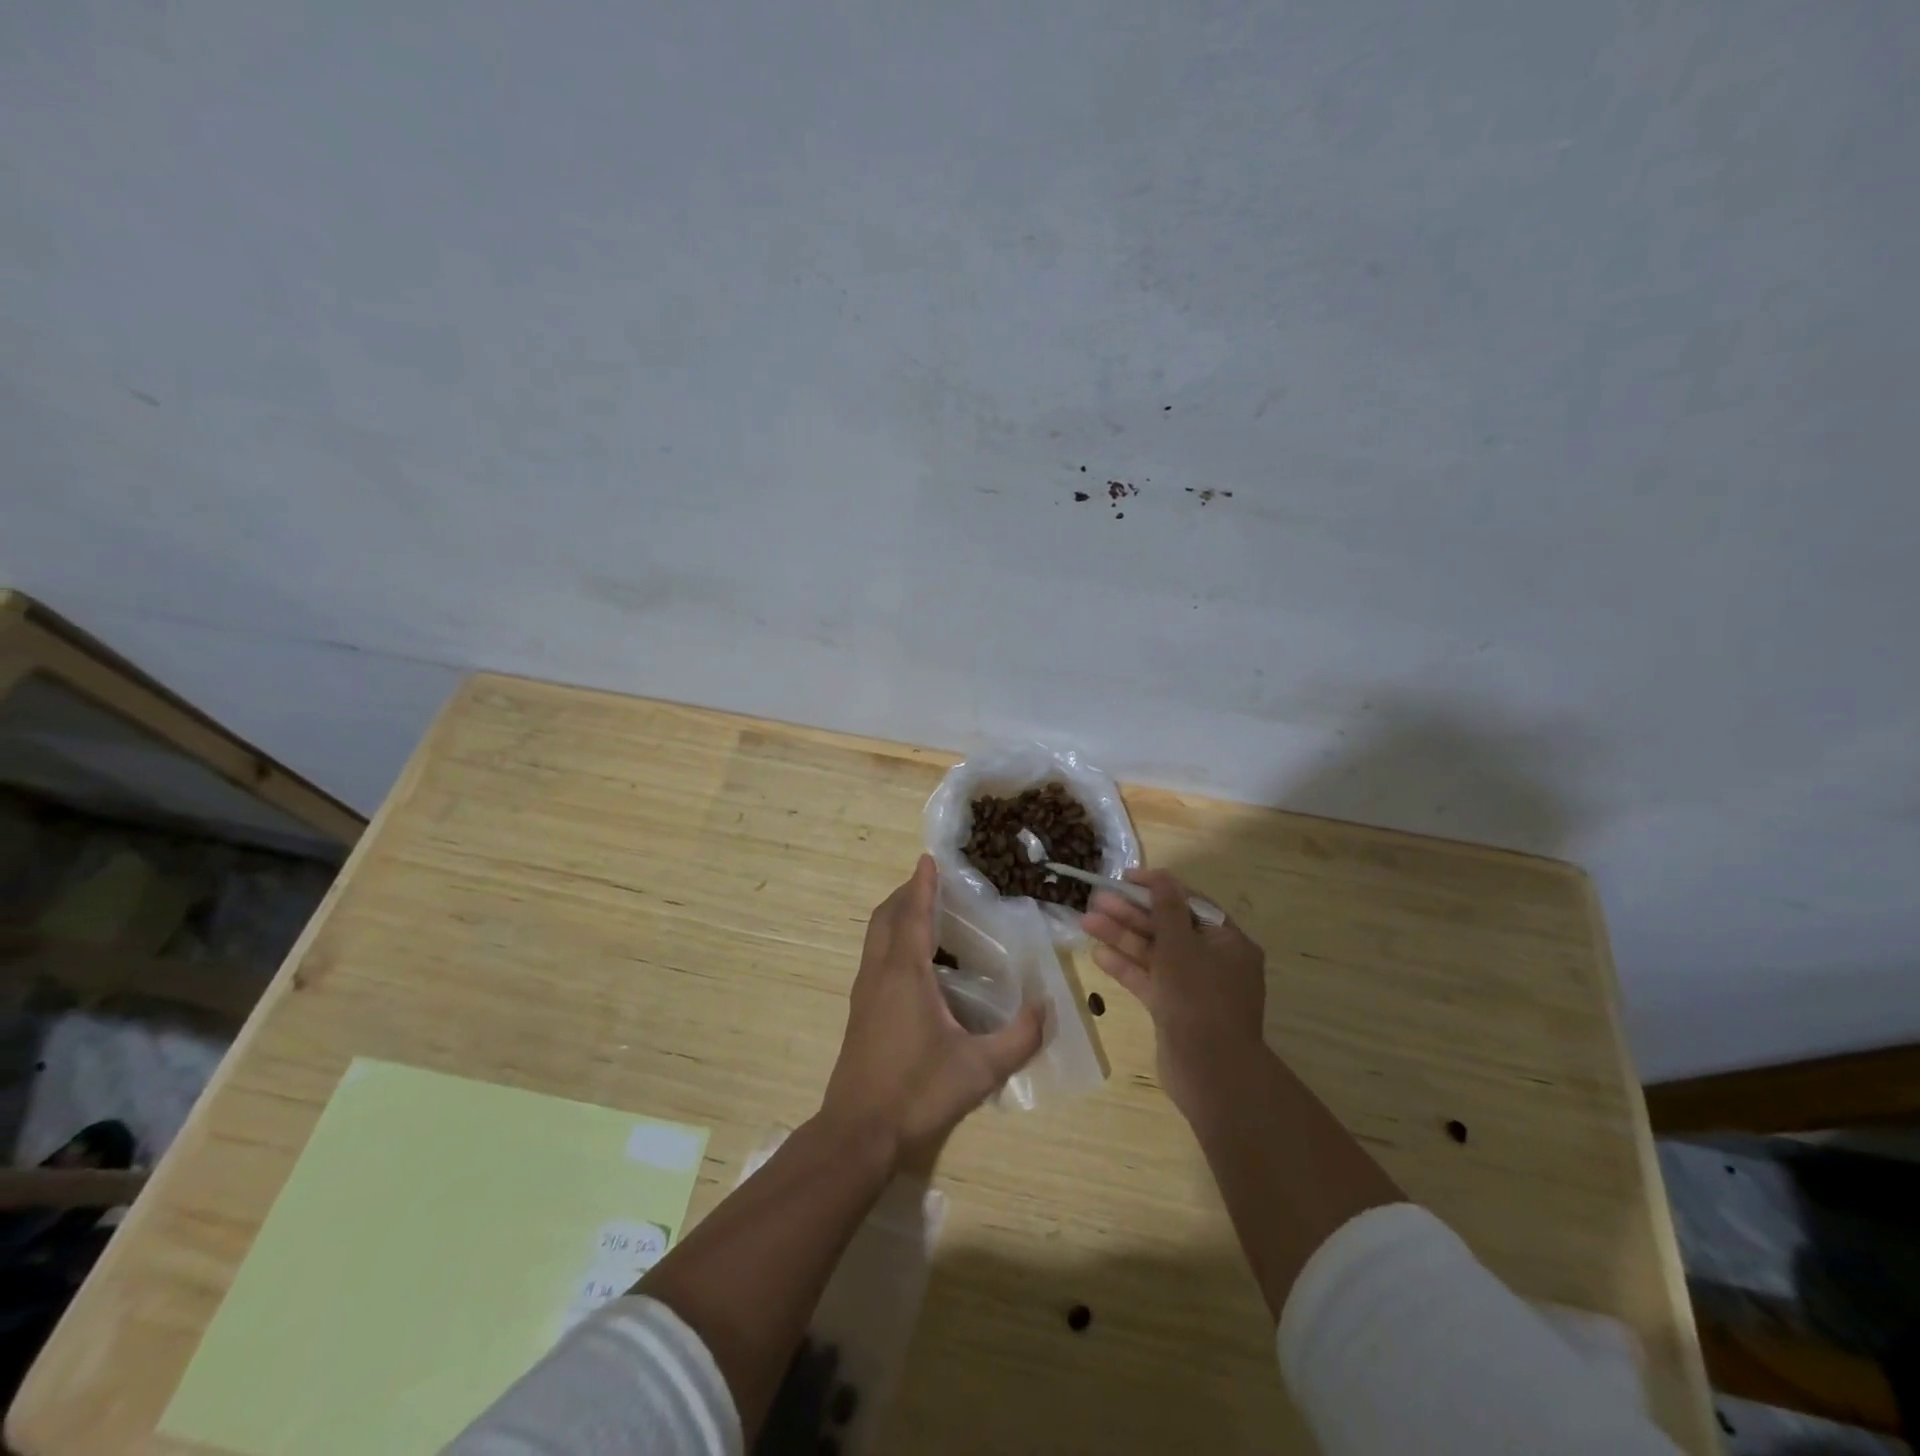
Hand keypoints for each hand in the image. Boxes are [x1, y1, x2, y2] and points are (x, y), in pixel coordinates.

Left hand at [822, 855, 1045, 1170]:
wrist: (858, 1133)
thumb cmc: (917, 1092)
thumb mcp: (979, 1069)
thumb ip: (1020, 1038)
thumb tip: (1046, 1007)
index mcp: (904, 973)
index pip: (912, 913)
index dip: (921, 884)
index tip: (929, 858)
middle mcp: (879, 973)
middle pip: (885, 917)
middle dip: (905, 893)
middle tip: (932, 884)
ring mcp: (864, 993)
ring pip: (875, 937)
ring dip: (895, 916)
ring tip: (925, 915)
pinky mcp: (860, 1012)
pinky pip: (874, 957)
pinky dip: (891, 940)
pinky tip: (916, 964)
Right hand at [1083, 869, 1268, 1118]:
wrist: (1210, 1073)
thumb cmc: (1199, 999)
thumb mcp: (1181, 946)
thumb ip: (1166, 909)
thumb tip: (1161, 876)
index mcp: (1227, 942)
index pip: (1189, 903)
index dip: (1157, 888)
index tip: (1125, 878)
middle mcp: (1213, 961)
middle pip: (1168, 928)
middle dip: (1131, 913)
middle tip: (1097, 899)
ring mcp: (1193, 988)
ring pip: (1154, 954)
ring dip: (1122, 937)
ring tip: (1086, 921)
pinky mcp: (1174, 1010)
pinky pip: (1149, 979)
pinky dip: (1126, 967)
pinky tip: (1097, 954)